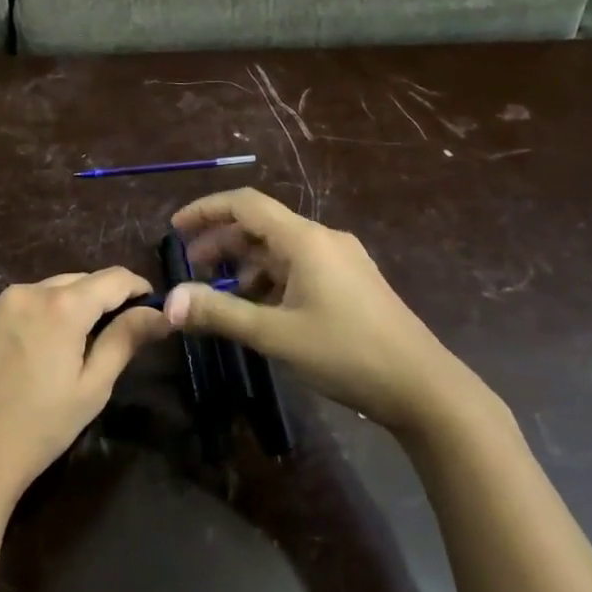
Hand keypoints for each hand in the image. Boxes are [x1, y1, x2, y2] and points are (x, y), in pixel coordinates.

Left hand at [0, 269, 171, 524]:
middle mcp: (24, 292)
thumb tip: (159, 313)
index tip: (149, 306)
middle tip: (110, 333)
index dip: (137, 287)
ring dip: (60, 309)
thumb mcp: (92, 388)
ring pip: (39, 294)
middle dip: (98, 299)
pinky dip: (25, 323)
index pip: (113, 278)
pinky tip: (21, 361)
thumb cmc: (37, 430)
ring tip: (64, 349)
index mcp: (61, 306)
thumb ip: (125, 340)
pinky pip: (7, 312)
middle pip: (75, 282)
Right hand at [163, 189, 450, 436]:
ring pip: (280, 249)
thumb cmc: (346, 353)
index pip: (246, 204)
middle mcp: (323, 240)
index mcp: (305, 240)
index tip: (175, 228)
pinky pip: (299, 268)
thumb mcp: (275, 334)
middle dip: (221, 242)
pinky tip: (259, 308)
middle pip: (261, 225)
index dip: (206, 210)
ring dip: (245, 264)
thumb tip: (168, 302)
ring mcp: (341, 261)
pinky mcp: (350, 283)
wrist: (423, 387)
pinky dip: (270, 279)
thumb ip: (220, 313)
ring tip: (220, 294)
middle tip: (191, 269)